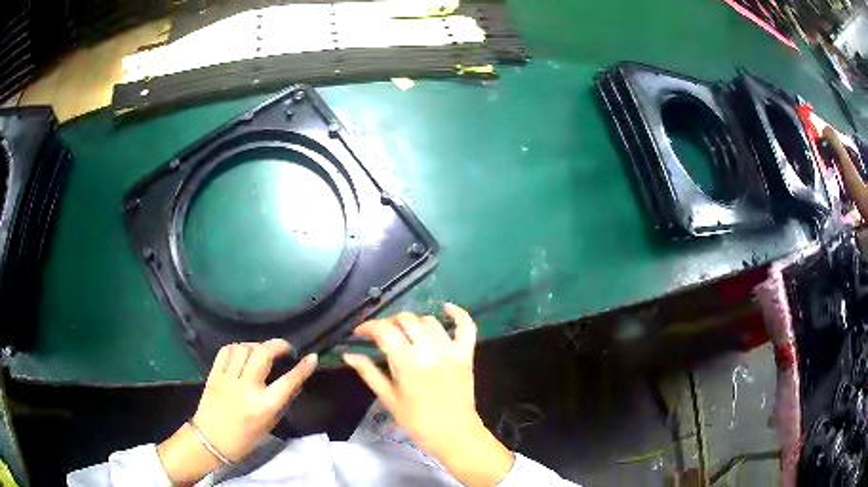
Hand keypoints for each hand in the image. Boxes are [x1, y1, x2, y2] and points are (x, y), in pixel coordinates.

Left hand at [157, 340, 316, 484]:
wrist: (211, 440)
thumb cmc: (245, 438)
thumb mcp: (270, 423)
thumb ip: (281, 400)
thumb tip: (293, 379)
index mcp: (264, 407)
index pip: (288, 381)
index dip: (303, 368)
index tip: (312, 357)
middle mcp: (247, 389)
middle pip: (263, 354)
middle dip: (277, 345)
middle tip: (284, 348)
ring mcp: (228, 379)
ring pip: (244, 348)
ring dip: (256, 346)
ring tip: (261, 352)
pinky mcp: (214, 374)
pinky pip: (226, 350)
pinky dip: (237, 347)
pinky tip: (242, 353)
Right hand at [343, 304, 513, 486]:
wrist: (454, 434)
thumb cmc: (417, 421)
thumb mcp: (389, 398)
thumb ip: (369, 373)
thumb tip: (348, 355)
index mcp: (407, 362)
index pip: (384, 331)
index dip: (368, 327)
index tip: (359, 332)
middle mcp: (430, 349)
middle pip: (406, 320)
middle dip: (389, 323)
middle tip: (381, 335)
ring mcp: (451, 349)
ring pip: (429, 321)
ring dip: (414, 323)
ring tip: (405, 333)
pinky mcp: (467, 353)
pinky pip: (466, 326)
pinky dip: (458, 314)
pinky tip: (446, 308)